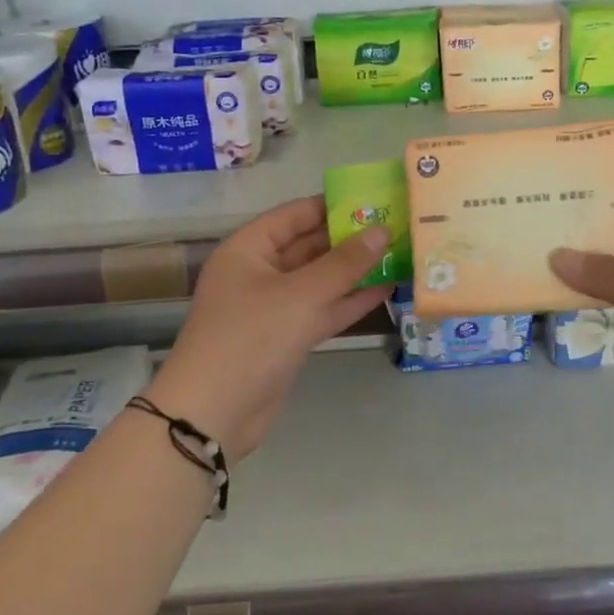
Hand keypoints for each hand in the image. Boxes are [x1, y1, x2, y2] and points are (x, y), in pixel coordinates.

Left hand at [153, 197, 390, 461]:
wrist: (213, 415)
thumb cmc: (251, 338)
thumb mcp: (302, 295)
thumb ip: (345, 262)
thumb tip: (382, 229)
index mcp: (249, 249)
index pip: (295, 214)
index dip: (333, 205)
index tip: (375, 199)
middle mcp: (260, 272)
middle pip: (310, 245)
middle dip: (350, 238)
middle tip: (396, 226)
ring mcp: (274, 306)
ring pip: (320, 279)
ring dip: (355, 269)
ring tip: (399, 253)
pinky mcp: (287, 336)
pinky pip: (323, 308)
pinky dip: (350, 300)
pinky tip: (386, 289)